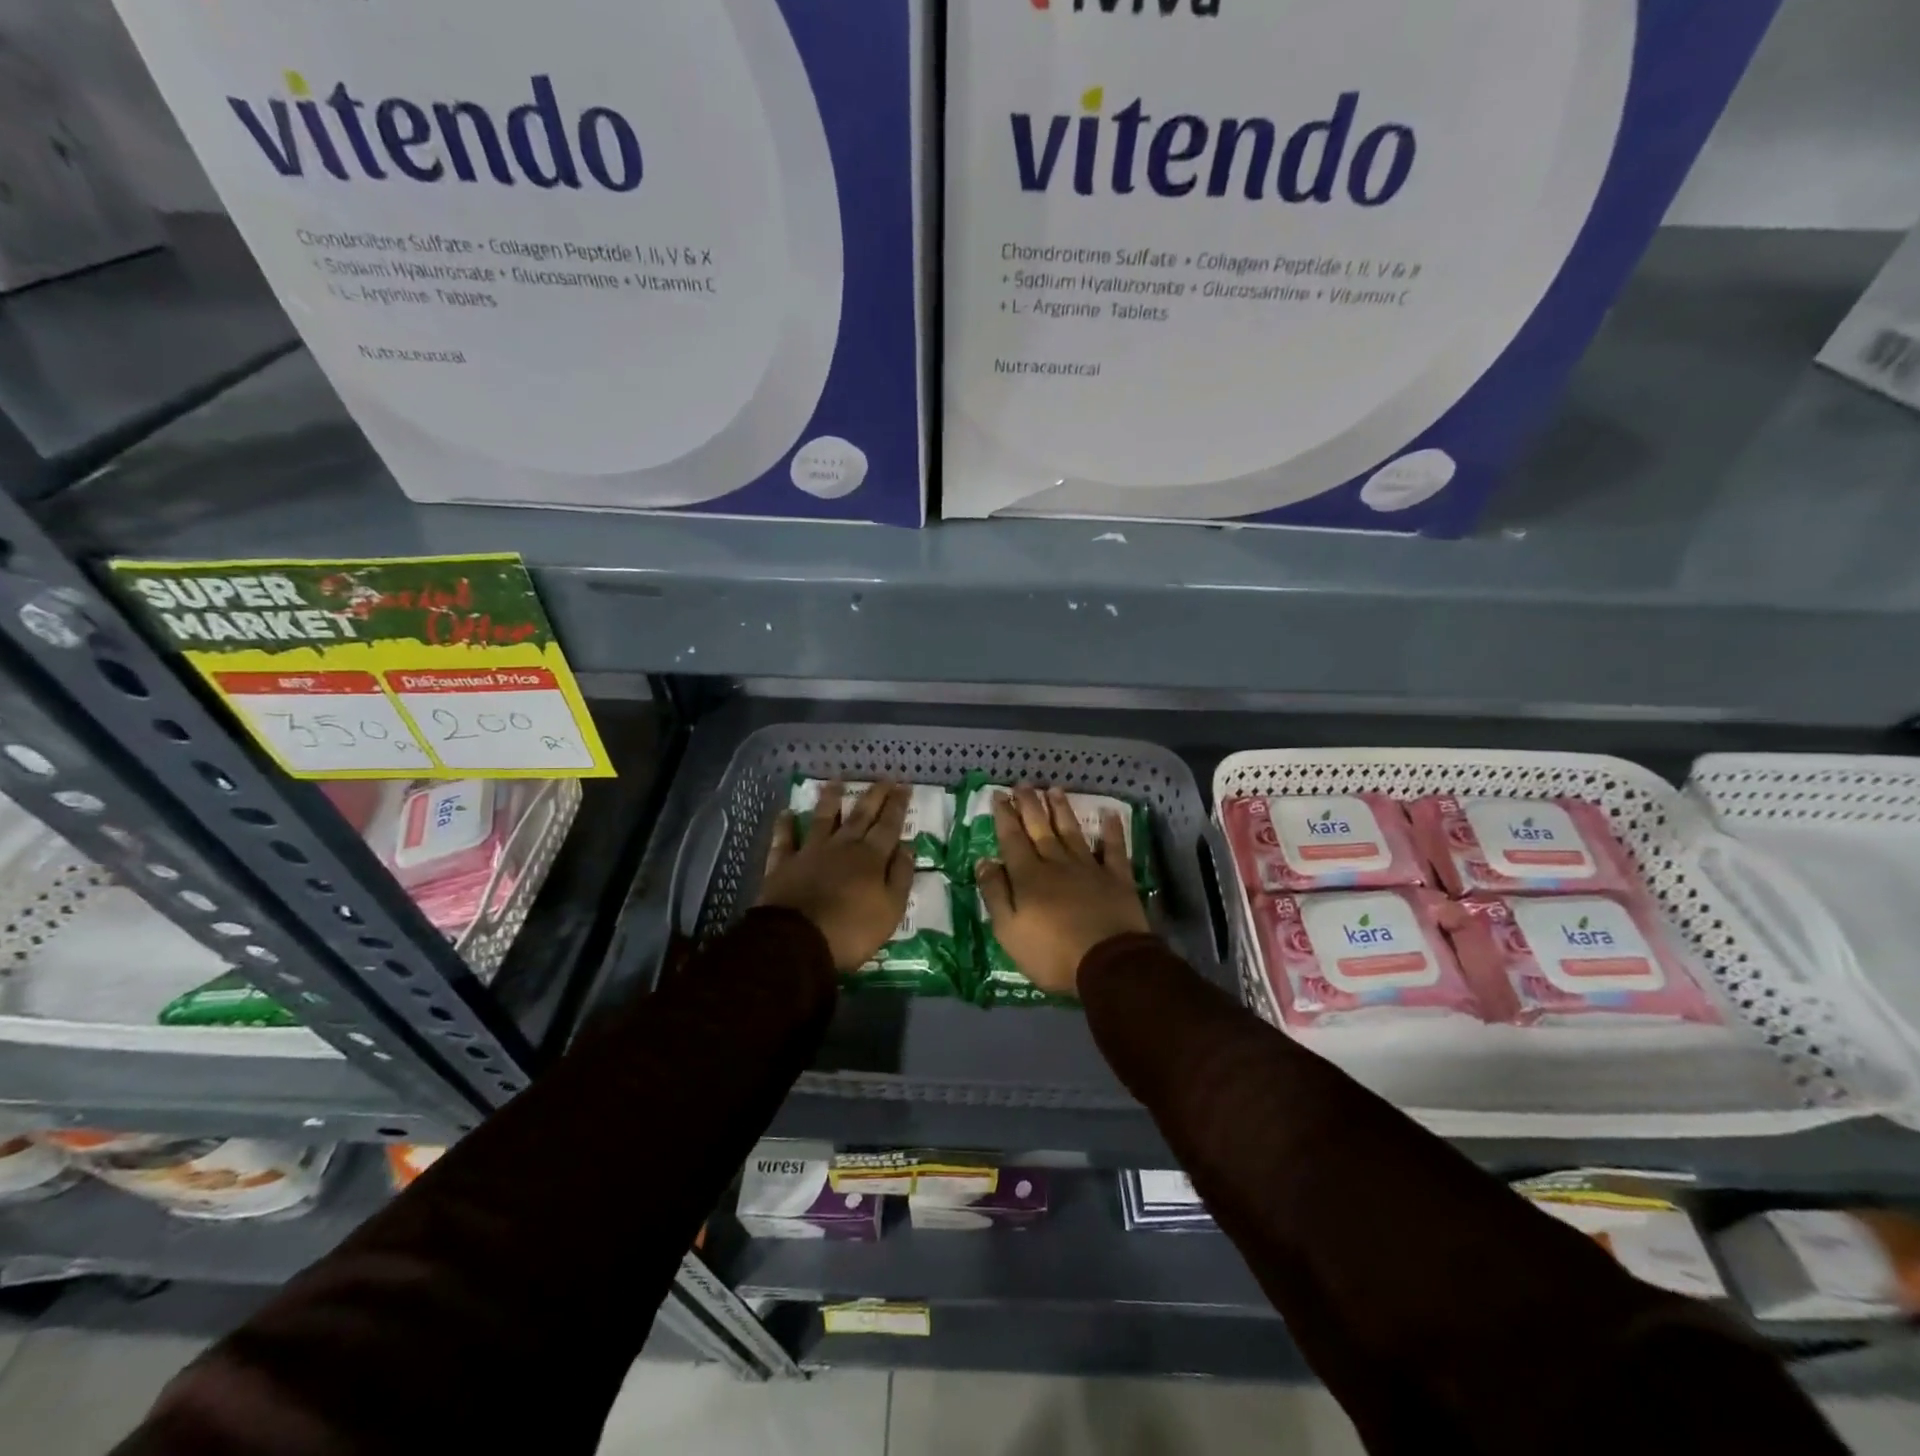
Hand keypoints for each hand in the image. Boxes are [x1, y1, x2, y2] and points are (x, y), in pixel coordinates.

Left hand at [759, 781, 913, 971]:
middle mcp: (842, 847)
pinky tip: (787, 813)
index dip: (897, 805)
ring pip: (823, 819)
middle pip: (860, 815)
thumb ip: (900, 876)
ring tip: (835, 780)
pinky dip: (785, 825)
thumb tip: (907, 848)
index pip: (889, 826)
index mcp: (871, 858)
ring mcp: (810, 853)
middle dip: (874, 795)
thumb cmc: (851, 931)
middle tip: (883, 777)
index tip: (904, 785)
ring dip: (830, 799)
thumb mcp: (890, 910)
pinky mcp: (783, 865)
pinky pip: (784, 840)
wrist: (797, 942)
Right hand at [977, 786, 1149, 996]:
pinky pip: (1114, 848)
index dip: (1004, 816)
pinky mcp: (1117, 878)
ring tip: (1054, 789)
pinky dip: (1112, 830)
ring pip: (1072, 831)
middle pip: (1040, 828)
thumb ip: (995, 894)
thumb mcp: (1009, 931)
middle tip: (1023, 784)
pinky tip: (1110, 813)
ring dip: (1062, 810)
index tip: (998, 795)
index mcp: (1029, 876)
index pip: (1012, 839)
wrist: (1108, 965)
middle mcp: (1057, 863)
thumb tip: (984, 861)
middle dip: (1029, 805)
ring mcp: (1089, 868)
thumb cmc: (1052, 954)